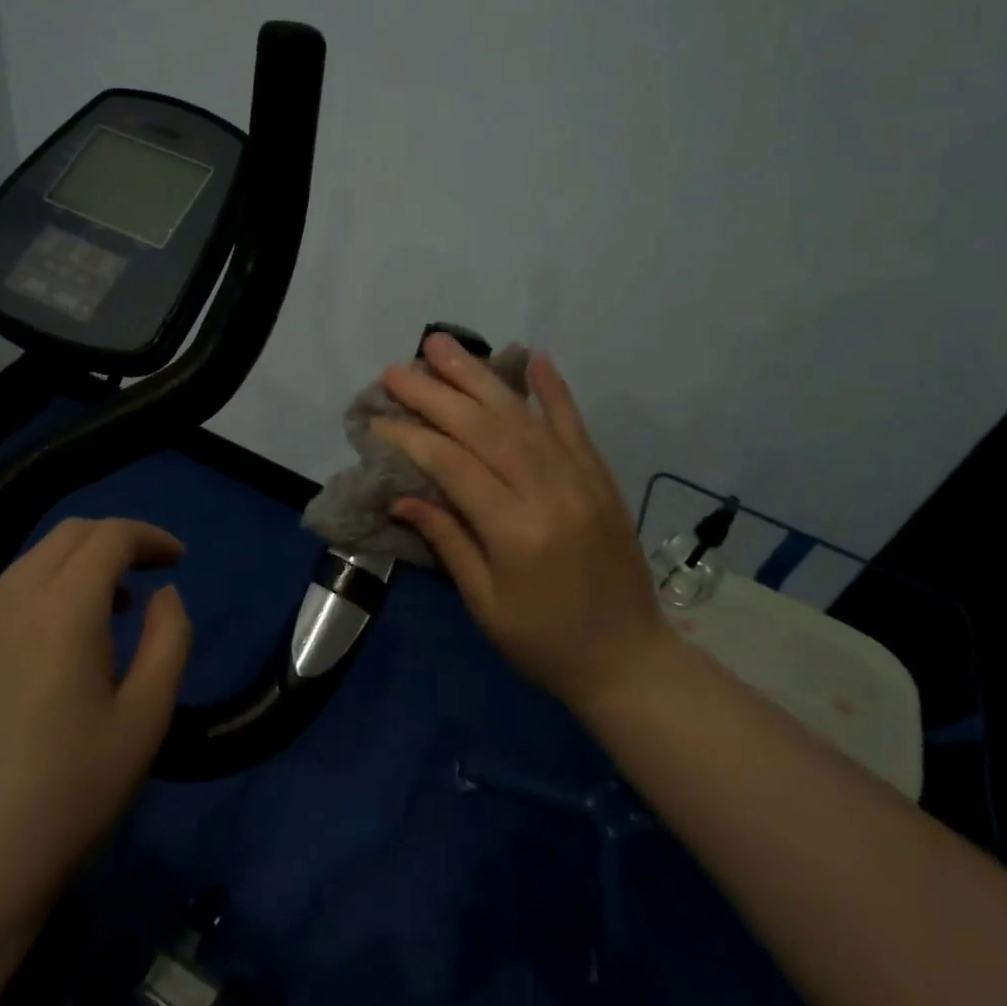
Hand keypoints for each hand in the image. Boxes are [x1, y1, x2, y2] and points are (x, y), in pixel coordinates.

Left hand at [0, 518, 191, 945]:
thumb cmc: (69, 795)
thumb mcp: (147, 718)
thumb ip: (169, 639)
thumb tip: (164, 595)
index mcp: (62, 611)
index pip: (110, 535)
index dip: (150, 537)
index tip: (176, 561)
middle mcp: (5, 603)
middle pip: (66, 536)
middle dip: (113, 542)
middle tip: (143, 578)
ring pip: (26, 567)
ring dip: (72, 572)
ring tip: (97, 619)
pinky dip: (31, 604)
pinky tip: (38, 659)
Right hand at [371, 334, 675, 718]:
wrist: (629, 660)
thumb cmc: (544, 643)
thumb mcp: (485, 603)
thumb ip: (447, 540)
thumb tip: (401, 494)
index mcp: (515, 531)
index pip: (453, 465)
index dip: (411, 437)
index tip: (377, 419)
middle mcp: (549, 492)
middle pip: (483, 428)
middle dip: (434, 394)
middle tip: (396, 369)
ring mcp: (580, 479)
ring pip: (521, 416)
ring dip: (478, 377)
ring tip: (442, 345)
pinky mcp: (600, 477)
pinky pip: (573, 424)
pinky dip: (552, 389)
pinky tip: (532, 357)